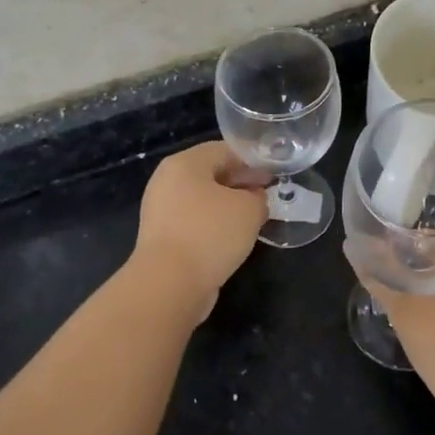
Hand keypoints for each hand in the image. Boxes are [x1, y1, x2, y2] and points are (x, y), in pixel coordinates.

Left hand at [132, 142, 268, 316]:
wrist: (169, 283)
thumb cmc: (210, 233)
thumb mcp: (249, 209)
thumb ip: (258, 198)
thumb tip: (254, 200)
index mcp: (184, 164)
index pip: (223, 151)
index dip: (252, 162)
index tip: (273, 176)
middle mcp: (167, 182)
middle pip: (210, 175)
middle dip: (240, 184)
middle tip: (266, 196)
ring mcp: (161, 211)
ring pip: (202, 201)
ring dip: (228, 207)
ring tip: (253, 219)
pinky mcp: (162, 238)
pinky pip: (194, 223)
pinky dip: (214, 226)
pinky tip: (232, 240)